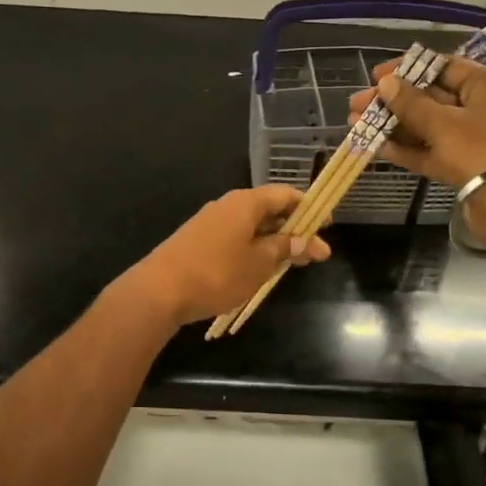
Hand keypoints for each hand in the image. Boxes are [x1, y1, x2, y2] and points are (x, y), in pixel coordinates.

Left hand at [119, 186, 332, 326]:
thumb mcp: (258, 263)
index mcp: (245, 202)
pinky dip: (254, 250)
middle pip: (269, 211)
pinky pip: (235, 239)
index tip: (327, 225)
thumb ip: (283, 249)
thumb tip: (302, 239)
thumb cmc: (217, 273)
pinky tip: (261, 269)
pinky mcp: (198, 241)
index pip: (285, 195)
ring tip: (293, 265)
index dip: (309, 208)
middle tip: (316, 255)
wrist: (159, 290)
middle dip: (294, 231)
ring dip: (274, 243)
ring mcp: (210, 223)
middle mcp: (228, 206)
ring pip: (252, 227)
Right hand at [347, 55, 485, 190]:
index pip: (443, 66)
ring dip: (392, 125)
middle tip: (356, 104)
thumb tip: (386, 83)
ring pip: (426, 126)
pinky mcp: (462, 165)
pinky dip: (405, 148)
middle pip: (430, 97)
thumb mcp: (442, 122)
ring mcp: (472, 139)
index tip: (376, 76)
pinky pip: (429, 151)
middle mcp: (481, 107)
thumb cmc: (481, 150)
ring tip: (355, 124)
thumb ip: (411, 102)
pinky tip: (375, 146)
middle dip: (392, 101)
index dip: (407, 69)